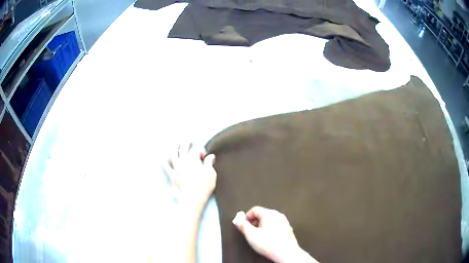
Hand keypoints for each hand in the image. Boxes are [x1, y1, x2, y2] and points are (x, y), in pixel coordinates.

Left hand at [164, 144, 216, 206]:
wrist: (192, 199)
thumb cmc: (203, 187)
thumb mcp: (211, 174)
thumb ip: (210, 163)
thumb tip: (211, 157)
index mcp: (193, 159)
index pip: (196, 150)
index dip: (200, 152)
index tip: (204, 158)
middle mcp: (183, 161)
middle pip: (183, 148)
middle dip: (186, 144)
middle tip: (187, 141)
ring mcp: (176, 168)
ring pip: (174, 155)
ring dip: (175, 149)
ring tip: (176, 145)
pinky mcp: (172, 176)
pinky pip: (166, 167)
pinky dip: (164, 162)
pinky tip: (163, 159)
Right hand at [233, 206, 317, 262]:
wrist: (286, 253)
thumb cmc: (270, 244)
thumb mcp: (251, 235)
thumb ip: (242, 225)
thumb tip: (238, 220)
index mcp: (269, 214)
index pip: (254, 209)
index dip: (246, 217)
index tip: (243, 224)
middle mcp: (278, 215)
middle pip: (262, 214)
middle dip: (254, 222)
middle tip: (249, 231)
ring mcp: (284, 222)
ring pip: (269, 221)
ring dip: (261, 226)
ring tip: (258, 237)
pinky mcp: (288, 229)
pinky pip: (276, 226)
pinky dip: (270, 230)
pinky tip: (267, 239)